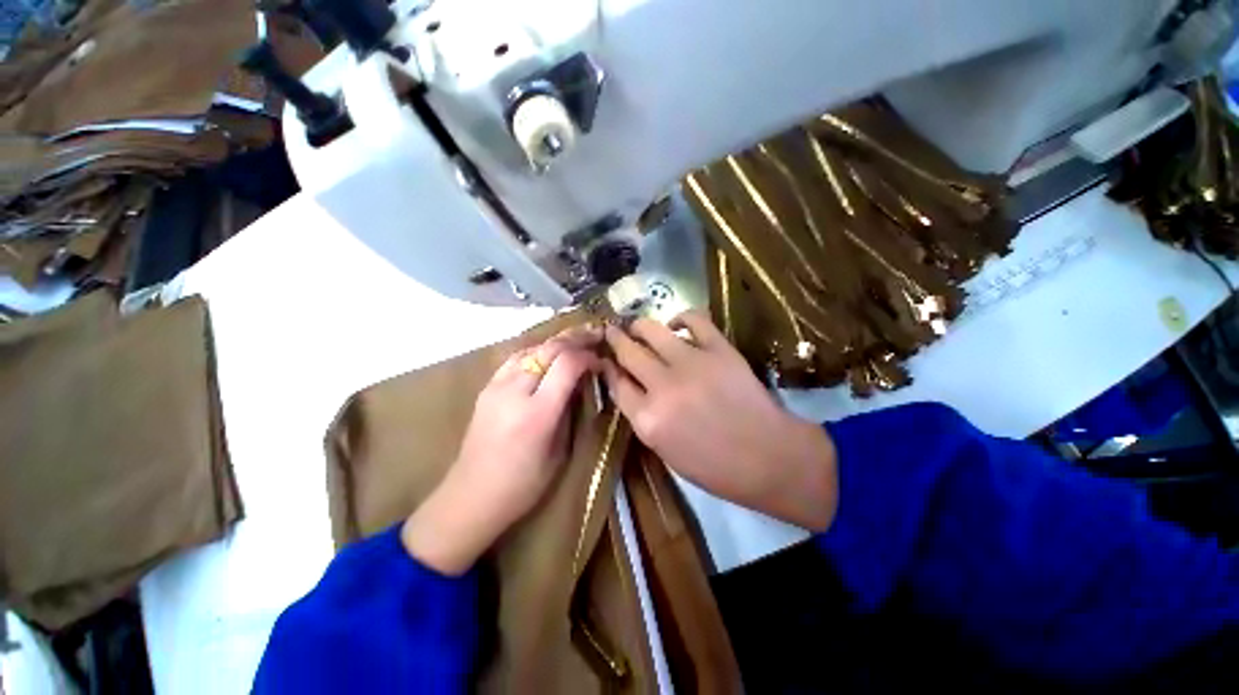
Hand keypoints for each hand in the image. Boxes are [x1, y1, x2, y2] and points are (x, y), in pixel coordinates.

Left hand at [403, 324, 602, 574]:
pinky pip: (515, 358)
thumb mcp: (559, 452)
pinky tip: (548, 352)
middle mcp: (514, 392)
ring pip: (531, 348)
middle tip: (595, 335)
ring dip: (556, 341)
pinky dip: (537, 350)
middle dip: (575, 339)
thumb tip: (581, 382)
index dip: (587, 356)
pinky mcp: (486, 388)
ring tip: (575, 339)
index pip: (567, 364)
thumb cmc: (523, 485)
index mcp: (537, 413)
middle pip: (549, 349)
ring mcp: (496, 386)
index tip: (600, 361)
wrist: (470, 496)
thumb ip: (570, 411)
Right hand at [602, 311, 837, 530]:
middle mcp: (663, 387)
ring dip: (639, 326)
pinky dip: (681, 317)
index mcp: (648, 419)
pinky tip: (676, 324)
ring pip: (652, 330)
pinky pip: (694, 319)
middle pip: (628, 352)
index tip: (605, 358)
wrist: (768, 457)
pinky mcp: (719, 349)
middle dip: (615, 339)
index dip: (607, 367)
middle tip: (612, 332)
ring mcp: (691, 364)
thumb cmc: (714, 466)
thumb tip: (628, 385)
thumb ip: (642, 416)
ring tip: (638, 327)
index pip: (616, 382)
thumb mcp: (665, 450)